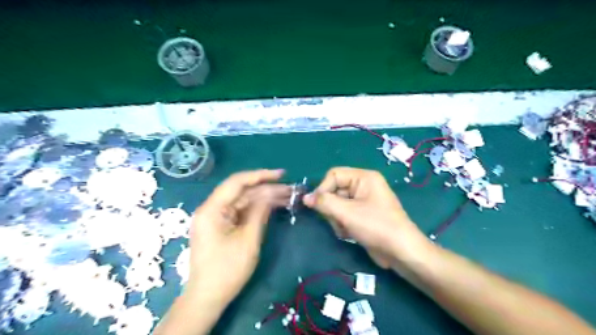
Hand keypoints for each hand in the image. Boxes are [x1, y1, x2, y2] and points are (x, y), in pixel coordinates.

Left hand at [186, 170, 289, 305]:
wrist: (208, 297)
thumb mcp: (248, 239)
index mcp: (212, 209)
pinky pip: (241, 211)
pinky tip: (274, 206)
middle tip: (289, 189)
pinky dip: (257, 208)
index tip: (282, 174)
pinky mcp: (222, 225)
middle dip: (266, 188)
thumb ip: (259, 212)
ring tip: (287, 196)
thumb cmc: (227, 270)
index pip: (237, 182)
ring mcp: (216, 217)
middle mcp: (212, 208)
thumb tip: (271, 193)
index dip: (261, 175)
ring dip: (264, 198)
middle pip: (241, 191)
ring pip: (243, 201)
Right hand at [304, 167, 430, 269]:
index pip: (333, 174)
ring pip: (337, 204)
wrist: (401, 252)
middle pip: (334, 190)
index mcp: (364, 177)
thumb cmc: (376, 226)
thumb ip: (324, 203)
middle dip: (331, 207)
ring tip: (345, 229)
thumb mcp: (347, 213)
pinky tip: (349, 233)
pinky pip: (344, 213)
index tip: (316, 205)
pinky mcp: (362, 214)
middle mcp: (363, 185)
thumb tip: (305, 197)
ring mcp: (363, 200)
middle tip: (336, 220)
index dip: (323, 189)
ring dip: (336, 218)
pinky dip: (342, 223)